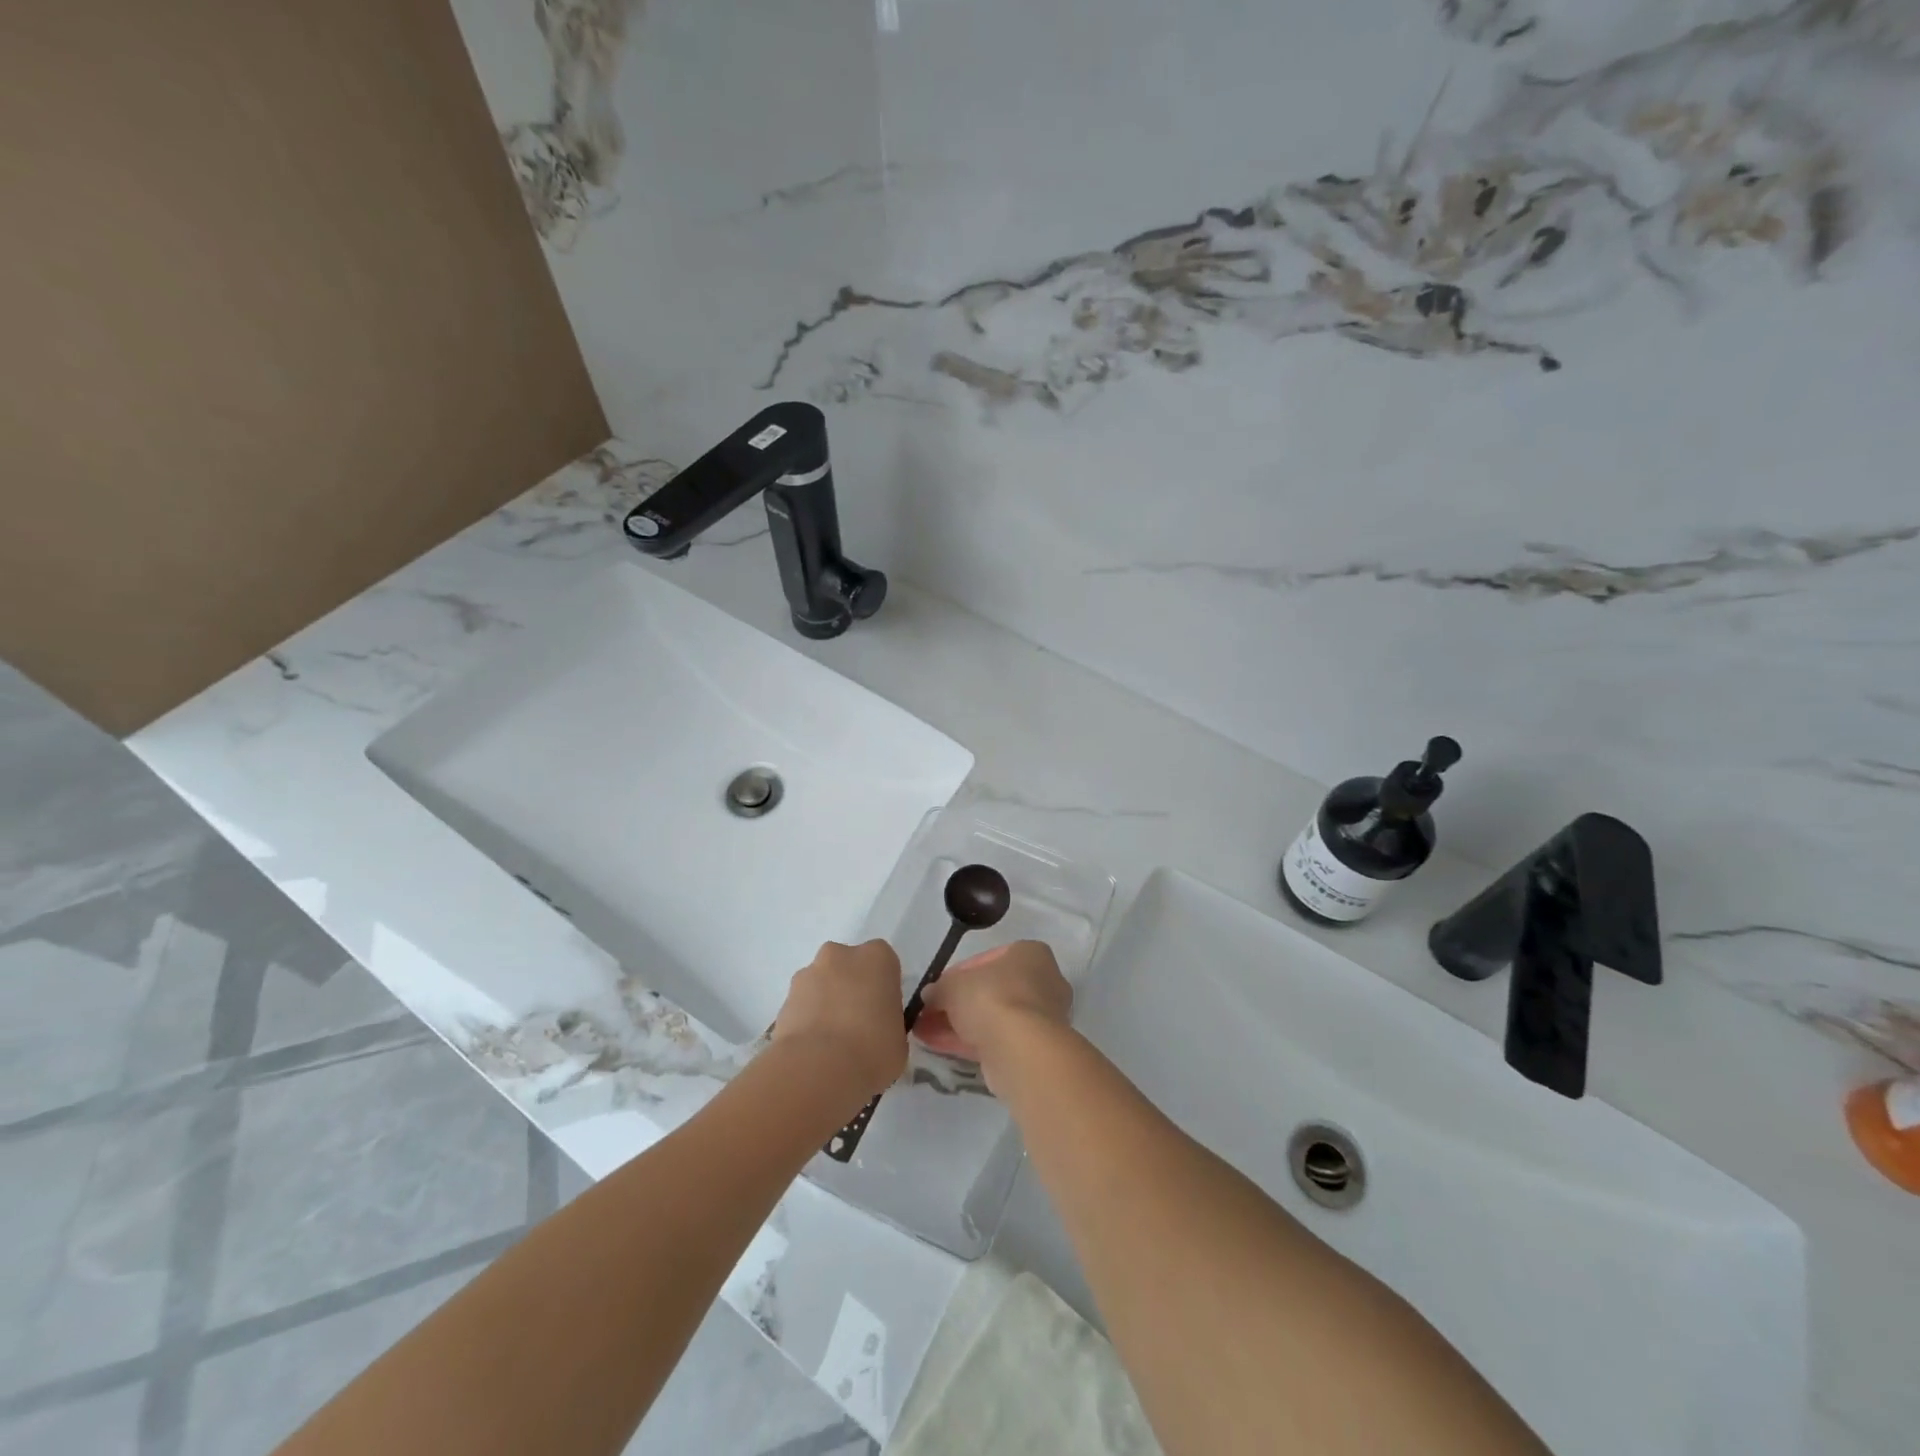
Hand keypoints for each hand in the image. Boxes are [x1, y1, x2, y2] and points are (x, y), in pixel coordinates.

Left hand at [771, 940, 907, 1100]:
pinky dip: (806, 1022)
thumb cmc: (872, 1049)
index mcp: (877, 958)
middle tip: (857, 1027)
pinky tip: (813, 1051)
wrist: (818, 1069)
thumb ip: (888, 1024)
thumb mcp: (898, 1040)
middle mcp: (841, 955)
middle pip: (848, 967)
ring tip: (831, 1045)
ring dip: (825, 1005)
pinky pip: (802, 1006)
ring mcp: (808, 974)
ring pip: (821, 984)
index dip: (883, 989)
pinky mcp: (784, 999)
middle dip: (850, 989)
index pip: (884, 964)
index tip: (882, 1014)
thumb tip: (876, 1032)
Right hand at [914, 940, 1071, 1078]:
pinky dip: (966, 1041)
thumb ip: (940, 987)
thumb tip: (930, 994)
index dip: (957, 973)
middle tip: (928, 1012)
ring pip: (990, 1017)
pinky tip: (936, 1046)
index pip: (987, 959)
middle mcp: (1041, 982)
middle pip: (989, 990)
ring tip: (923, 1031)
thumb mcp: (953, 985)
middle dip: (956, 1002)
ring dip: (956, 1024)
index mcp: (1029, 954)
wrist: (1021, 1050)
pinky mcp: (1031, 1049)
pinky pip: (993, 1039)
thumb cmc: (992, 998)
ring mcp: (1038, 1018)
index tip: (937, 987)